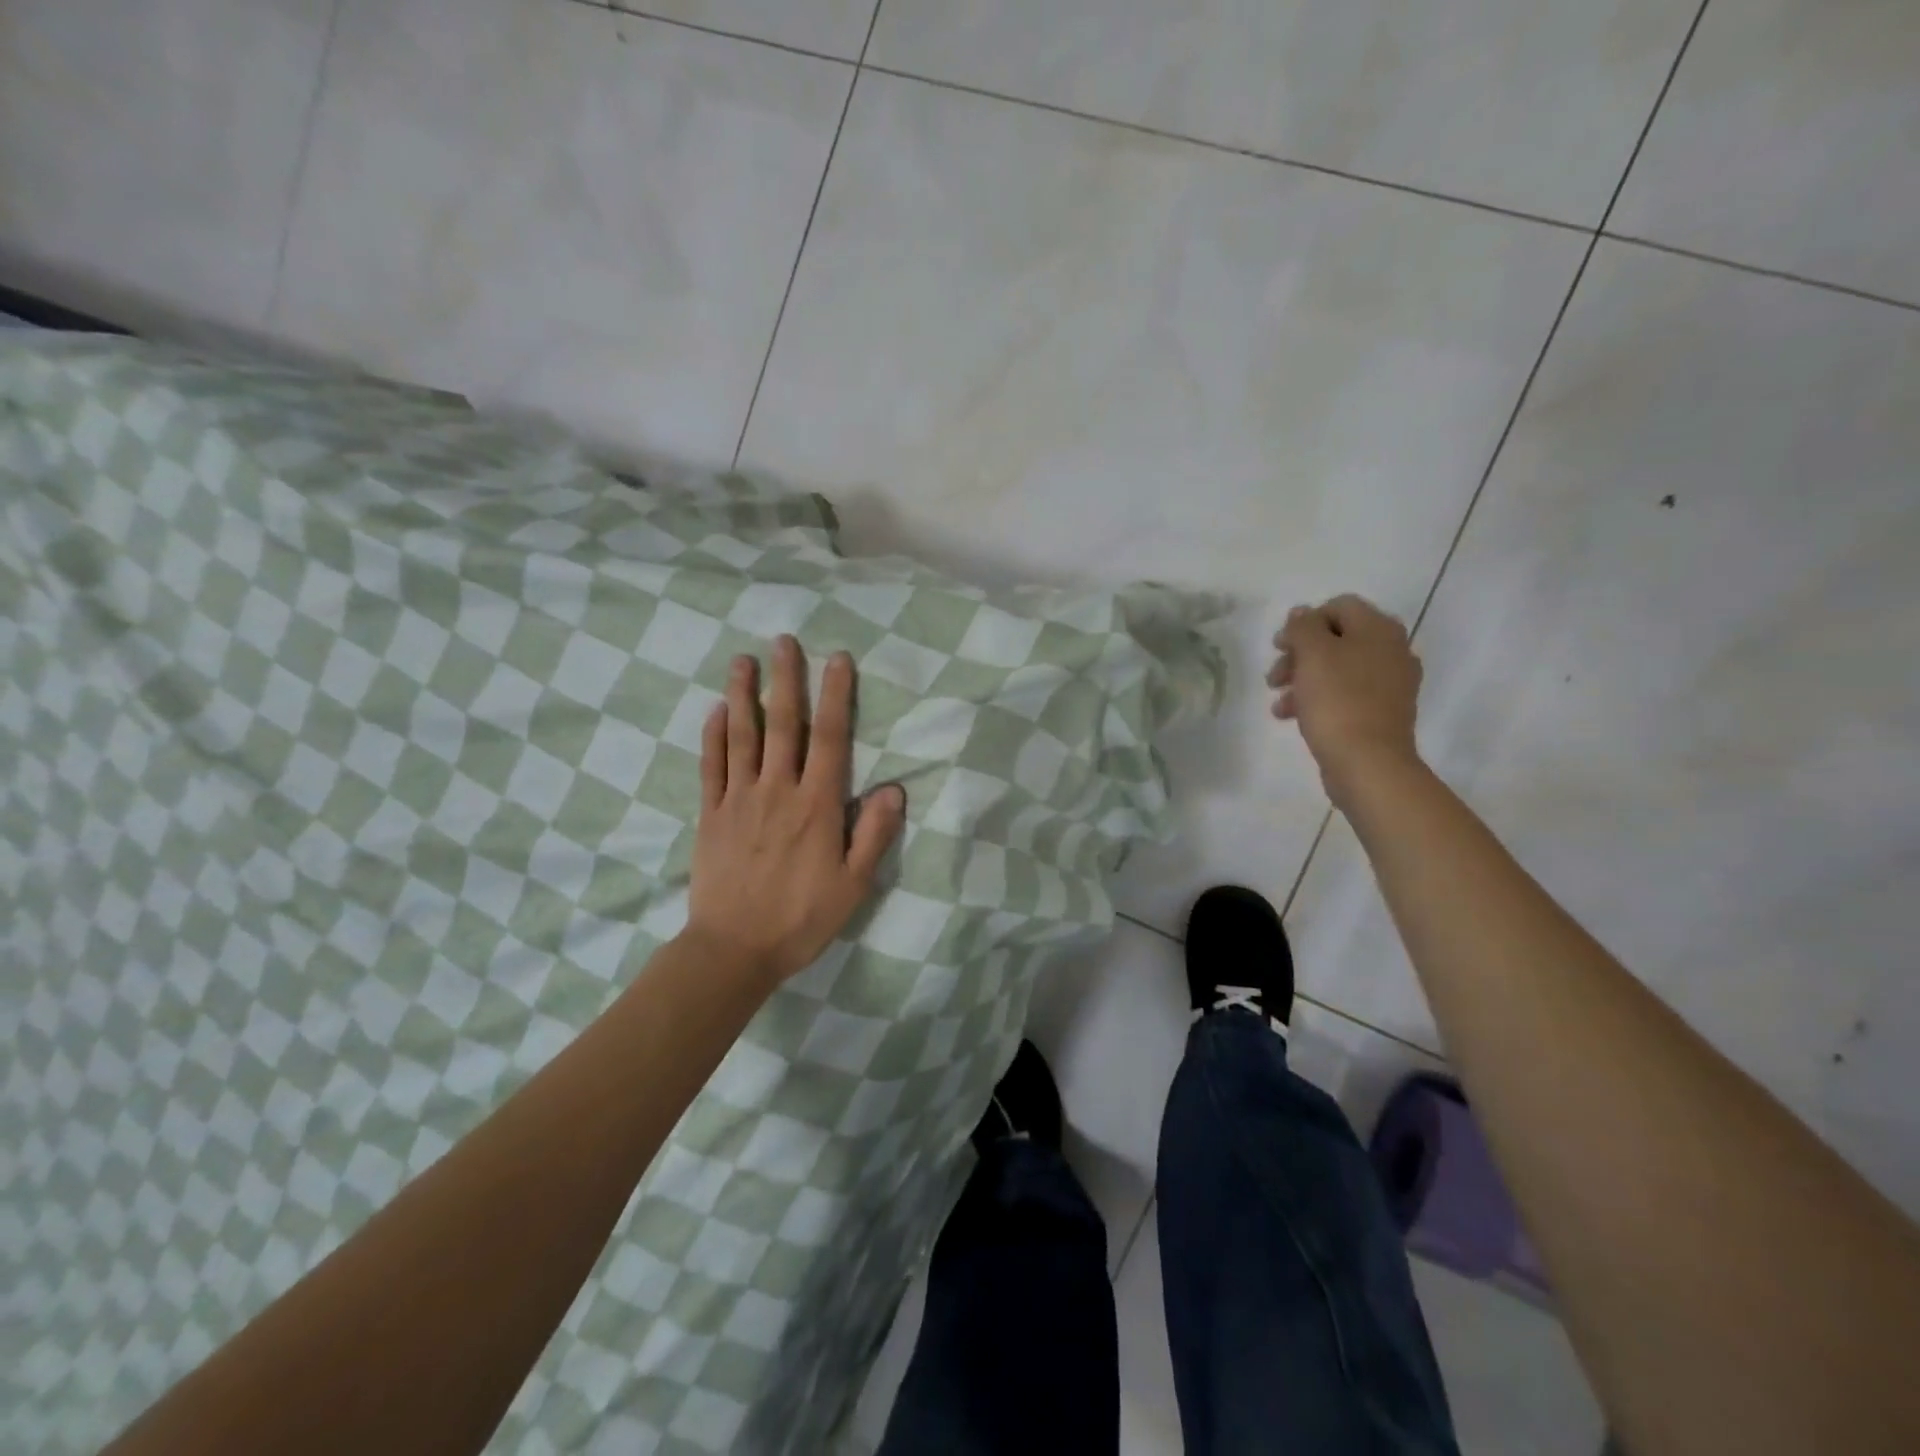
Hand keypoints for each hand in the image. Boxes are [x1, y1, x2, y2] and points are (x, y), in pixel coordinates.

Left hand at [684, 636, 905, 984]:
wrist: (734, 949)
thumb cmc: (801, 919)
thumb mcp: (853, 885)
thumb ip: (873, 834)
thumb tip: (895, 789)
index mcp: (817, 805)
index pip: (830, 738)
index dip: (836, 695)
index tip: (837, 659)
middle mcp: (778, 791)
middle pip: (783, 724)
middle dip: (786, 679)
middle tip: (784, 640)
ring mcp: (739, 799)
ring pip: (743, 736)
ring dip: (743, 695)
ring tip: (742, 660)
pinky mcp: (711, 814)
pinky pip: (712, 766)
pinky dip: (713, 736)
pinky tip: (715, 711)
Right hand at [1269, 594, 1424, 807]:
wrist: (1368, 762)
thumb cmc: (1337, 701)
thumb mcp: (1312, 654)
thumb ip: (1303, 627)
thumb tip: (1302, 613)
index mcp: (1378, 629)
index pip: (1339, 606)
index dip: (1305, 621)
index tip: (1280, 646)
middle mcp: (1391, 650)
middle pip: (1336, 639)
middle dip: (1299, 655)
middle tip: (1274, 676)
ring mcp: (1390, 683)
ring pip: (1337, 669)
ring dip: (1302, 680)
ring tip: (1279, 704)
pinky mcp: (1381, 712)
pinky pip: (1345, 694)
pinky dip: (1318, 700)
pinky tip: (1293, 717)